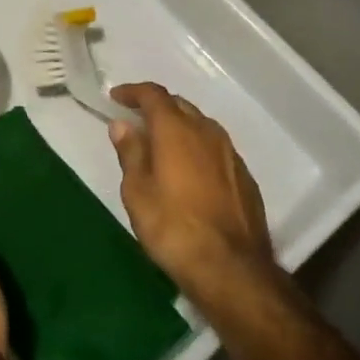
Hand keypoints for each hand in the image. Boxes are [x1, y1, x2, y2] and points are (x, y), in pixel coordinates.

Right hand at [109, 83, 277, 308]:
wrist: (231, 267)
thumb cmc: (173, 227)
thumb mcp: (138, 191)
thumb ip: (131, 153)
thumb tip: (122, 125)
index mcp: (176, 129)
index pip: (153, 94)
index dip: (133, 91)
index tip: (116, 97)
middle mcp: (206, 131)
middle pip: (179, 105)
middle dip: (156, 107)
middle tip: (136, 120)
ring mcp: (230, 153)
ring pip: (200, 126)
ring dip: (179, 126)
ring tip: (161, 144)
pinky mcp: (244, 176)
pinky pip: (215, 148)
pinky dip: (197, 148)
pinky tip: (189, 170)